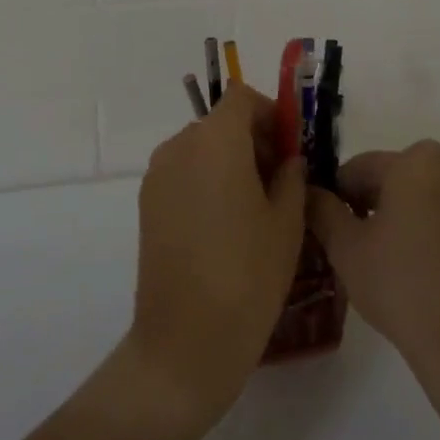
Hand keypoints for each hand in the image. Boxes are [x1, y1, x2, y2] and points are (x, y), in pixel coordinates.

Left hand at [129, 82, 306, 426]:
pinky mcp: (147, 206)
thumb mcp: (287, 221)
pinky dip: (208, 182)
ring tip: (257, 208)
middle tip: (282, 181)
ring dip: (230, 162)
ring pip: (201, 150)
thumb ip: (291, 175)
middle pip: (220, 123)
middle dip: (254, 140)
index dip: (270, 113)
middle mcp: (178, 148)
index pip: (241, 99)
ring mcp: (157, 177)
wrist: (185, 341)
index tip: (292, 146)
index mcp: (214, 141)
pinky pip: (183, 175)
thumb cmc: (248, 274)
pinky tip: (227, 226)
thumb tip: (286, 159)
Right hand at [308, 140, 439, 377]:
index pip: (358, 166)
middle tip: (341, 237)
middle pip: (388, 176)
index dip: (333, 193)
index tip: (320, 222)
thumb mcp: (345, 245)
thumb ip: (321, 209)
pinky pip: (433, 215)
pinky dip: (413, 227)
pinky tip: (398, 263)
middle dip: (362, 200)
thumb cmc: (397, 280)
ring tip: (367, 252)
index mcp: (414, 163)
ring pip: (412, 195)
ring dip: (388, 213)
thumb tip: (307, 191)